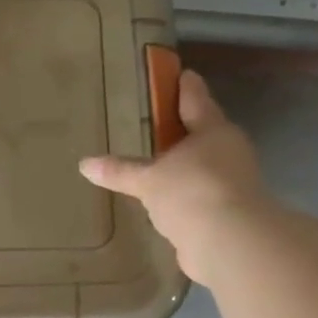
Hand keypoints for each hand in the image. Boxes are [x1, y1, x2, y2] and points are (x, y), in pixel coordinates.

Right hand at [79, 69, 268, 284]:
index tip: (180, 73)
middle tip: (160, 127)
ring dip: (185, 169)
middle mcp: (229, 153)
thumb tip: (84, 164)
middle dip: (185, 132)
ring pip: (205, 169)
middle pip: (204, 135)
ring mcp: (232, 185)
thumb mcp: (148, 180)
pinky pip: (202, 199)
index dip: (185, 87)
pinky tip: (168, 206)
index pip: (196, 100)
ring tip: (158, 171)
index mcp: (213, 131)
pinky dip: (186, 200)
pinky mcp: (229, 215)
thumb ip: (120, 171)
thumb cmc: (190, 192)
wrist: (230, 243)